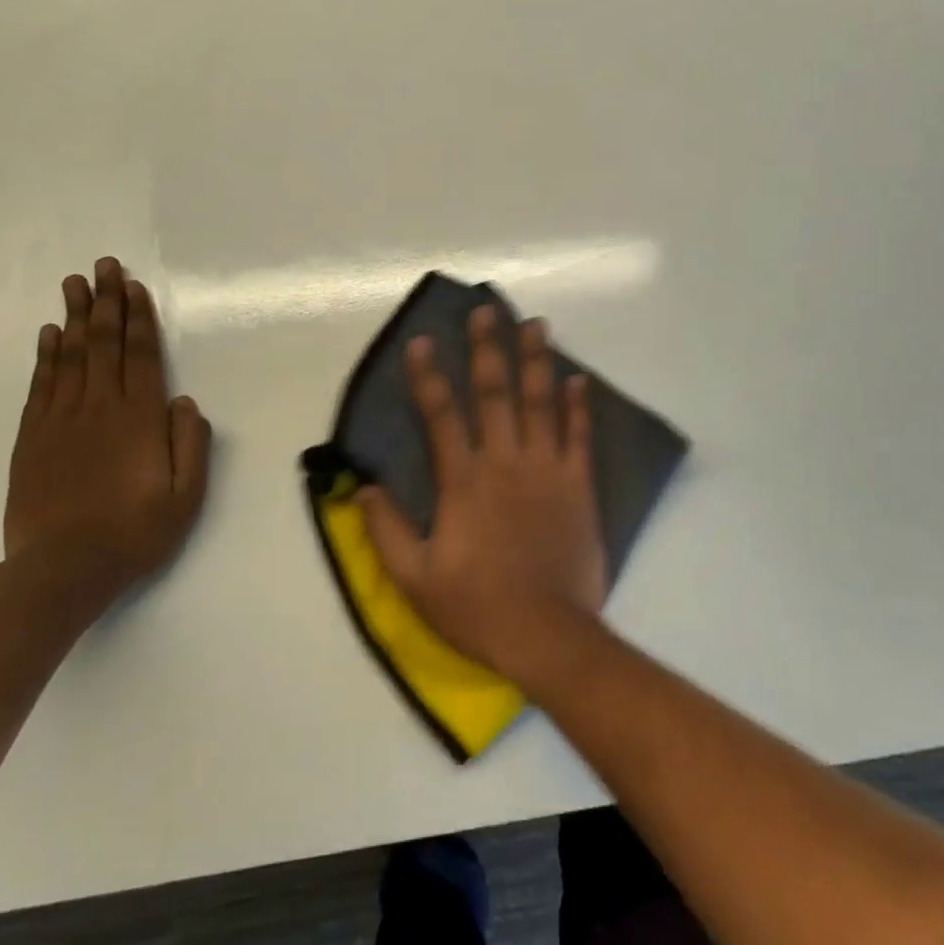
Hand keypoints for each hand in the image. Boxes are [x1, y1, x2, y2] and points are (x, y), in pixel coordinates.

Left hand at [6, 257, 211, 603]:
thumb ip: (191, 444)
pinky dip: (45, 356)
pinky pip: (41, 385)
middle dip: (106, 302)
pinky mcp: (32, 438)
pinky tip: (49, 334)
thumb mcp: (185, 496)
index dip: (138, 318)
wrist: (61, 571)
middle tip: (104, 265)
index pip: (140, 355)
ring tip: (75, 284)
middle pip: (103, 344)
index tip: (134, 287)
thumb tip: (185, 401)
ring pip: (70, 356)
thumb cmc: (134, 533)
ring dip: (74, 317)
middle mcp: (99, 408)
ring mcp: (61, 420)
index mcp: (139, 418)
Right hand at [359, 305, 605, 682]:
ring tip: (536, 324)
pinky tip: (579, 378)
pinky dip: (579, 406)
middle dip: (488, 348)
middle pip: (495, 393)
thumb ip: (387, 530)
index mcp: (463, 481)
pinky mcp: (578, 486)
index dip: (429, 376)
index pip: (441, 415)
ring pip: (540, 403)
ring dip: (537, 361)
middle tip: (487, 309)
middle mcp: (505, 462)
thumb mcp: (415, 579)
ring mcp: (546, 470)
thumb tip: (364, 487)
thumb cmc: (476, 606)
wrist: (547, 635)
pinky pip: (579, 437)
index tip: (423, 341)